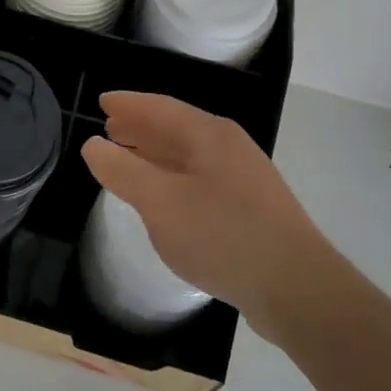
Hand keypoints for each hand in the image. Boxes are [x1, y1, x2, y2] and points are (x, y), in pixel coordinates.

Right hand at [82, 93, 326, 334]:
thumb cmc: (223, 235)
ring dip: (157, 155)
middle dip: (141, 128)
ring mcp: (244, 178)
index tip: (103, 102)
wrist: (297, 288)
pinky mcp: (252, 209)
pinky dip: (173, 179)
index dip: (129, 104)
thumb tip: (93, 144)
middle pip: (177, 128)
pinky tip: (165, 200)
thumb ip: (122, 171)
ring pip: (190, 156)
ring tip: (130, 161)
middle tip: (111, 129)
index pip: (160, 107)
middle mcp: (229, 147)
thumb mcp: (160, 203)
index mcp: (209, 135)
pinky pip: (201, 179)